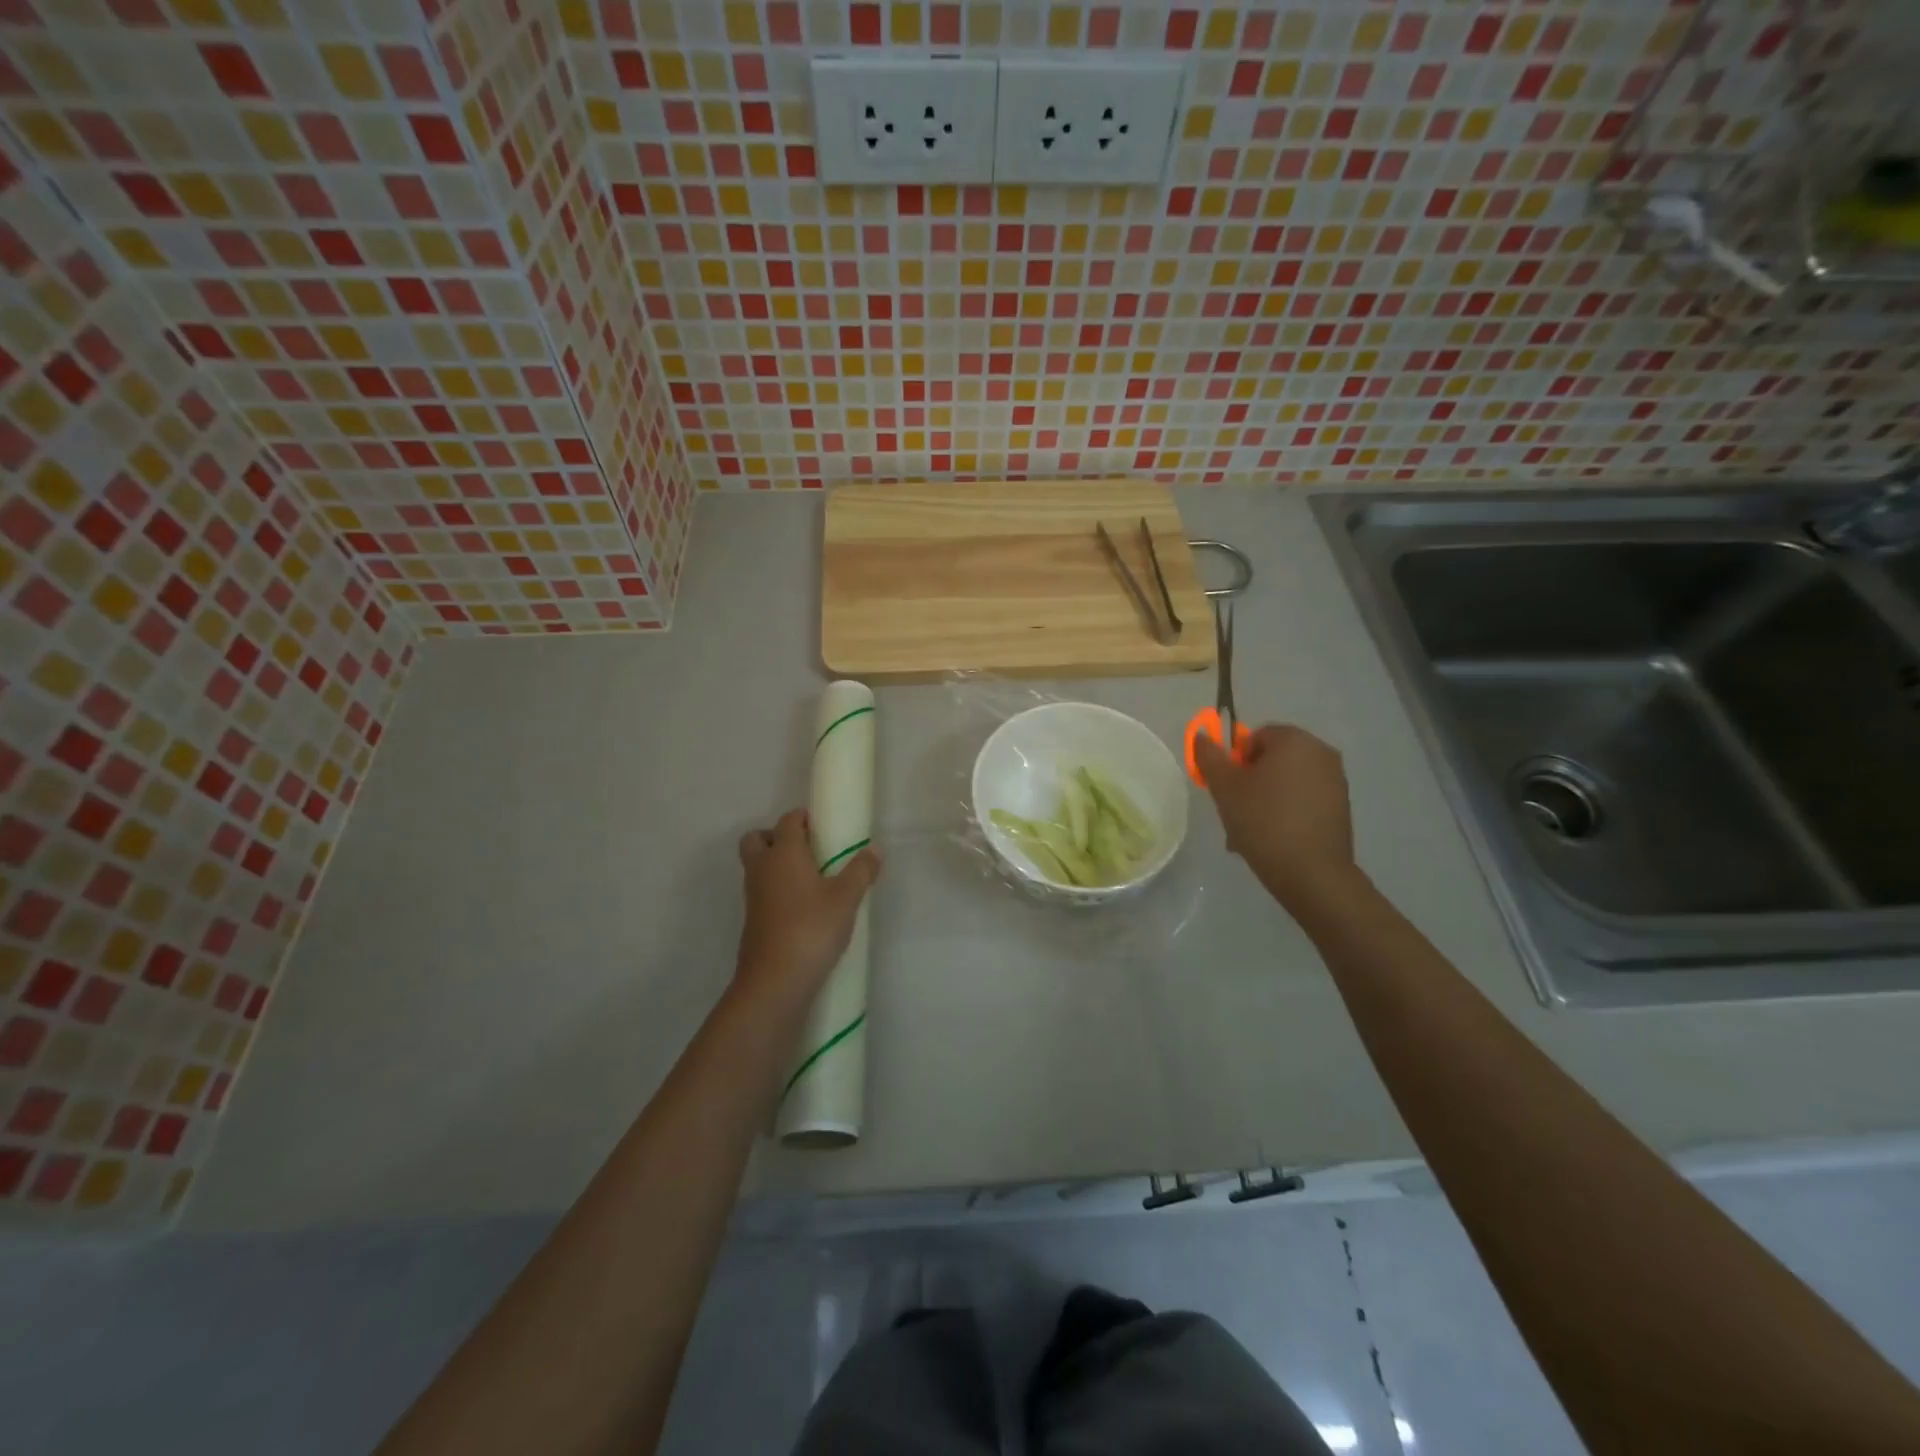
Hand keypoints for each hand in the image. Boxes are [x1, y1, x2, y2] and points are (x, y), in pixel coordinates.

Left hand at [734, 809, 879, 1001]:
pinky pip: (762, 892)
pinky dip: (776, 890)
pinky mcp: (753, 921)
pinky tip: (803, 907)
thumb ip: (861, 871)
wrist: (775, 981)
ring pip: (757, 867)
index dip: (803, 818)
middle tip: (808, 849)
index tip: (824, 824)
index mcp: (783, 854)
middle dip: (777, 837)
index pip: (787, 821)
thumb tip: (873, 850)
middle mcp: (762, 869)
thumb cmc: (811, 929)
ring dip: (776, 865)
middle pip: (757, 839)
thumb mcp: (846, 898)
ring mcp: (753, 896)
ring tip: (811, 879)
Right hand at [1194, 724, 1359, 914]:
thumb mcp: (1225, 787)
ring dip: (1265, 800)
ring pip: (1286, 783)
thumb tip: (1202, 735)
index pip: (1254, 737)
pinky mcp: (1342, 808)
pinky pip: (1303, 801)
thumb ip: (1210, 756)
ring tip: (1251, 833)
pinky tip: (1273, 840)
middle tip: (1234, 812)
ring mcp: (1336, 781)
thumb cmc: (1263, 821)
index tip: (1228, 789)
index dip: (1235, 762)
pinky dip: (1286, 813)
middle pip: (1272, 760)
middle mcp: (1321, 753)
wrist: (1312, 873)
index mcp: (1295, 740)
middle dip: (1250, 783)